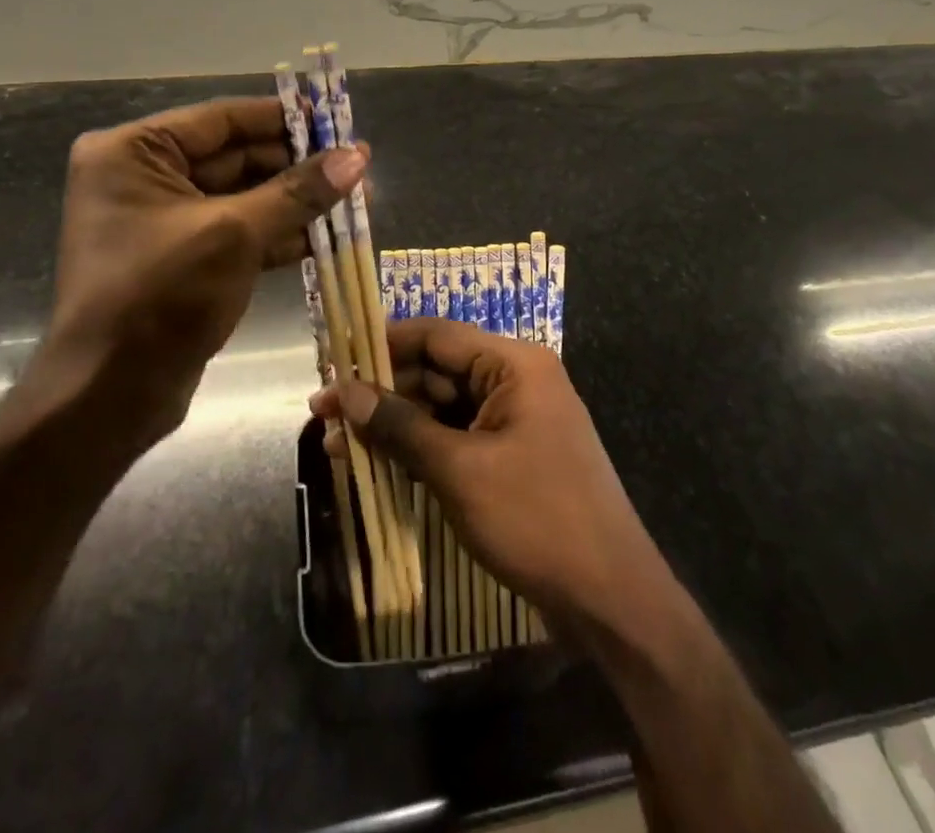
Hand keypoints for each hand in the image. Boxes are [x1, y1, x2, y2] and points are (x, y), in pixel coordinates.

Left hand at [31, 97, 364, 456]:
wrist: (110, 396)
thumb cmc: (161, 296)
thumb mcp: (234, 234)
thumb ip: (298, 191)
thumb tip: (357, 156)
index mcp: (133, 152)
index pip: (221, 119)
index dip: (282, 118)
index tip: (335, 119)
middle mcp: (143, 177)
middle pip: (235, 156)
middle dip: (296, 164)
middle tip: (356, 165)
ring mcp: (163, 220)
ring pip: (243, 196)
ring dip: (296, 201)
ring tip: (356, 198)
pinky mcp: (184, 258)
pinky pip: (238, 231)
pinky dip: (280, 232)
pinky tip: (328, 235)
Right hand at [311, 317, 666, 644]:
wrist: (611, 599)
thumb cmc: (536, 519)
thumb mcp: (460, 470)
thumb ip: (400, 426)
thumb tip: (345, 393)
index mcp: (513, 364)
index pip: (436, 335)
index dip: (382, 345)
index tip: (334, 361)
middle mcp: (515, 380)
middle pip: (435, 370)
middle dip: (380, 392)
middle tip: (323, 415)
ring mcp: (515, 419)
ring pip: (441, 407)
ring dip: (393, 424)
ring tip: (334, 445)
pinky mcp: (512, 454)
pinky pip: (456, 436)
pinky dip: (418, 447)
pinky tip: (376, 463)